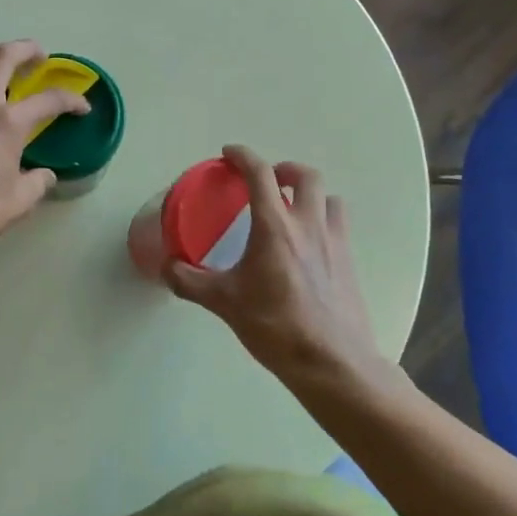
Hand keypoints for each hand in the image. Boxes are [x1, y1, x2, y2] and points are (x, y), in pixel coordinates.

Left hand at [0, 40, 88, 265]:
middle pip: (1, 58)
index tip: (83, 107)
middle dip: (25, 49)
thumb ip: (37, 183)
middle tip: (41, 56)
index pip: (48, 100)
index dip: (71, 100)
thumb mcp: (17, 203)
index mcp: (6, 123)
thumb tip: (43, 174)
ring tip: (13, 85)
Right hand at [164, 146, 385, 388]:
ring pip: (329, 198)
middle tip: (268, 181)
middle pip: (306, 176)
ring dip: (310, 194)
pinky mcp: (350, 263)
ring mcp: (335, 242)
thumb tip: (166, 268)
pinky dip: (323, 221)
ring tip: (293, 209)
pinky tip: (309, 246)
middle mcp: (308, 225)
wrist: (332, 362)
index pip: (260, 174)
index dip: (243, 156)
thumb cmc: (275, 326)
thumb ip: (190, 281)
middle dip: (285, 170)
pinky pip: (339, 226)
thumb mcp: (224, 303)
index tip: (230, 153)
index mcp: (275, 226)